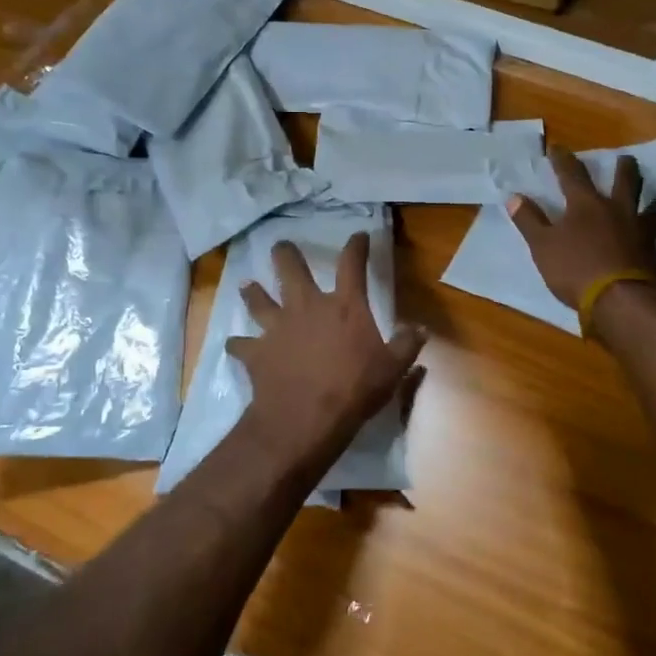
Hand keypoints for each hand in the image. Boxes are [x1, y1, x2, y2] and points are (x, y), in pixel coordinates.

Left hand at [229, 233, 425, 471]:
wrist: (305, 418)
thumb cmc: (354, 389)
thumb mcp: (392, 369)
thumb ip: (407, 345)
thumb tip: (420, 328)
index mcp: (344, 306)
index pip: (352, 265)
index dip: (356, 247)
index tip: (359, 236)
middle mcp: (307, 307)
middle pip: (291, 270)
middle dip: (285, 255)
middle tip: (280, 246)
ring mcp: (277, 328)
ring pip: (259, 300)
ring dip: (253, 292)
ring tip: (247, 285)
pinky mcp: (256, 352)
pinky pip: (241, 344)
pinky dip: (238, 344)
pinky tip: (235, 345)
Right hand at [507, 149, 655, 309]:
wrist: (619, 300)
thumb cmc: (575, 268)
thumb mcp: (542, 245)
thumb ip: (529, 220)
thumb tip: (513, 196)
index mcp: (586, 206)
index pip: (572, 175)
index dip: (563, 160)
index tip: (557, 148)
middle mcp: (618, 213)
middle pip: (624, 184)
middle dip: (623, 169)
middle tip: (626, 159)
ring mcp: (641, 235)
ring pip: (653, 213)